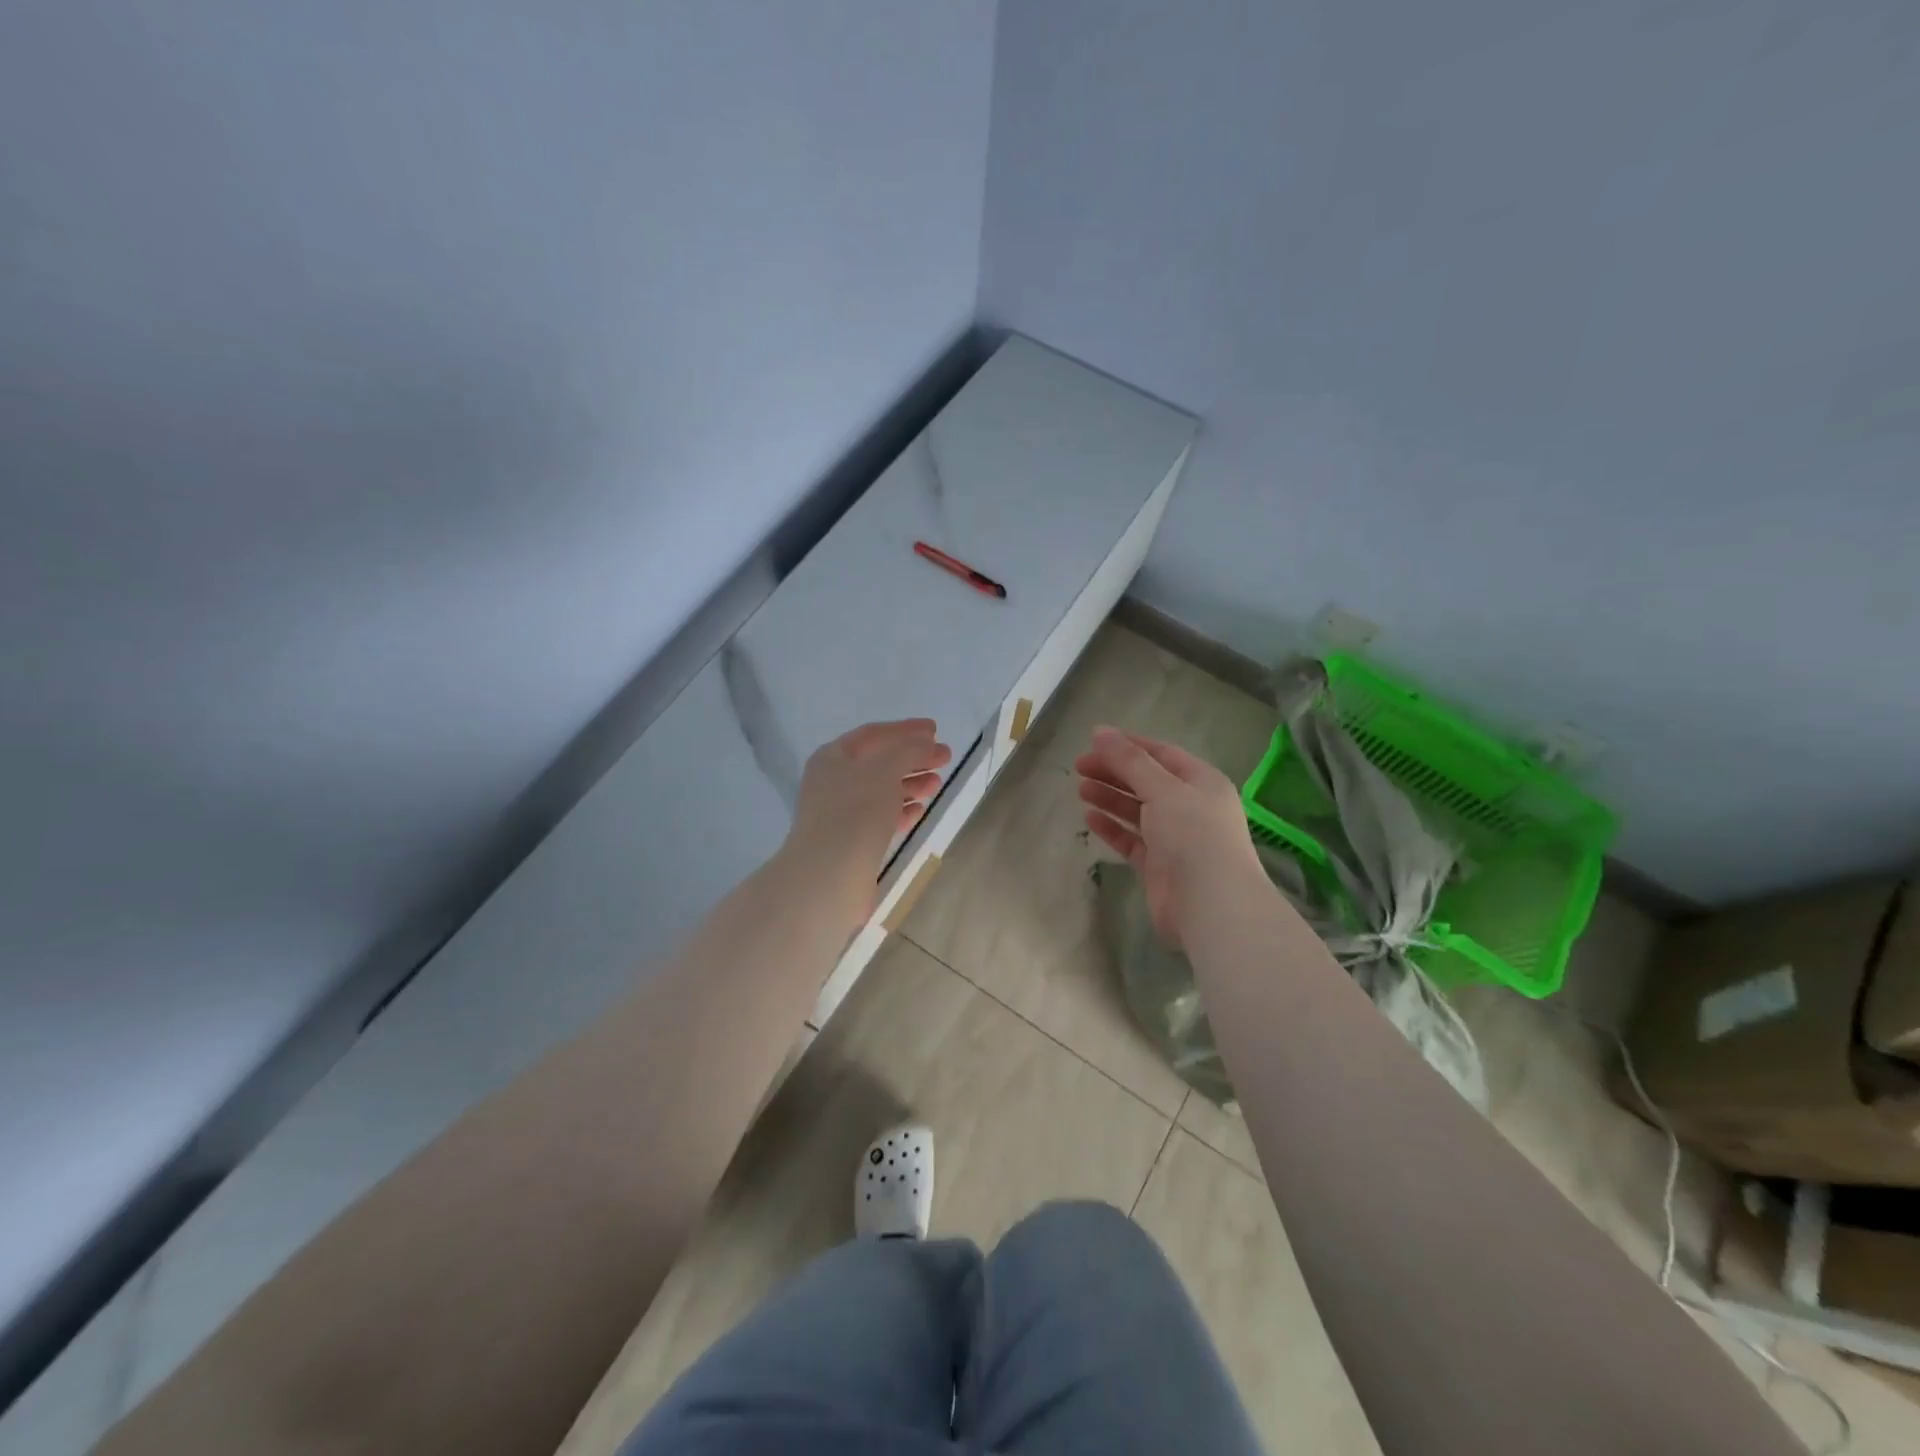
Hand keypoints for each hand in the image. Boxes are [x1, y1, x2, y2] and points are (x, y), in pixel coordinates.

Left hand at [783, 718, 950, 925]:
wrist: (830, 874)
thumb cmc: (856, 811)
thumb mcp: (886, 770)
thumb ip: (909, 750)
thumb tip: (927, 744)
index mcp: (833, 757)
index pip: (873, 734)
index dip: (905, 729)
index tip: (935, 730)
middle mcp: (832, 781)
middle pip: (878, 762)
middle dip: (912, 758)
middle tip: (944, 758)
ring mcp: (839, 813)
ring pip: (881, 790)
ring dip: (910, 784)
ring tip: (937, 785)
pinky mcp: (850, 841)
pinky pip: (879, 817)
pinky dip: (901, 810)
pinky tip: (919, 810)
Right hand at [1075, 726, 1264, 948]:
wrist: (1212, 905)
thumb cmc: (1193, 835)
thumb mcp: (1162, 789)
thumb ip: (1130, 761)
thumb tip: (1100, 731)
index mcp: (1201, 781)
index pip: (1161, 754)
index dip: (1129, 745)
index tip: (1094, 740)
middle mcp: (1191, 806)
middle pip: (1147, 781)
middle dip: (1114, 771)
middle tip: (1079, 766)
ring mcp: (1175, 838)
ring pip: (1137, 810)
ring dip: (1110, 798)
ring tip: (1080, 789)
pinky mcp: (1159, 866)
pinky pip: (1132, 840)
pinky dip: (1112, 828)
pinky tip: (1090, 818)